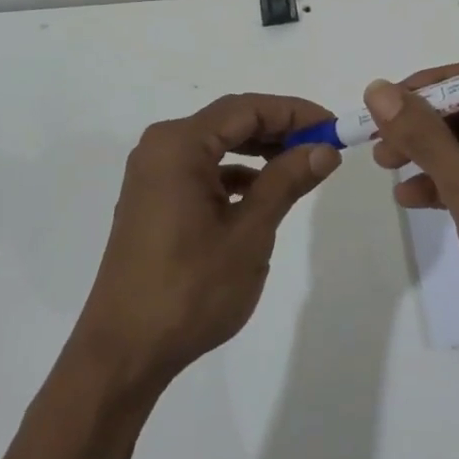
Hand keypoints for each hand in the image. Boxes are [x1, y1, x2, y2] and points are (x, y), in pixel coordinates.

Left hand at [73, 93, 340, 390]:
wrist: (124, 350)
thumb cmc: (190, 289)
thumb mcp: (249, 233)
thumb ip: (286, 182)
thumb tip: (324, 149)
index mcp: (179, 144)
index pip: (247, 109)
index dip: (294, 112)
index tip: (334, 126)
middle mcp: (161, 147)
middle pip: (229, 121)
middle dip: (278, 129)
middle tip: (323, 145)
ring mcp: (152, 173)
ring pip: (216, 145)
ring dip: (258, 151)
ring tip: (300, 166)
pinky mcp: (152, 198)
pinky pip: (200, 169)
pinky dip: (234, 174)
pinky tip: (261, 193)